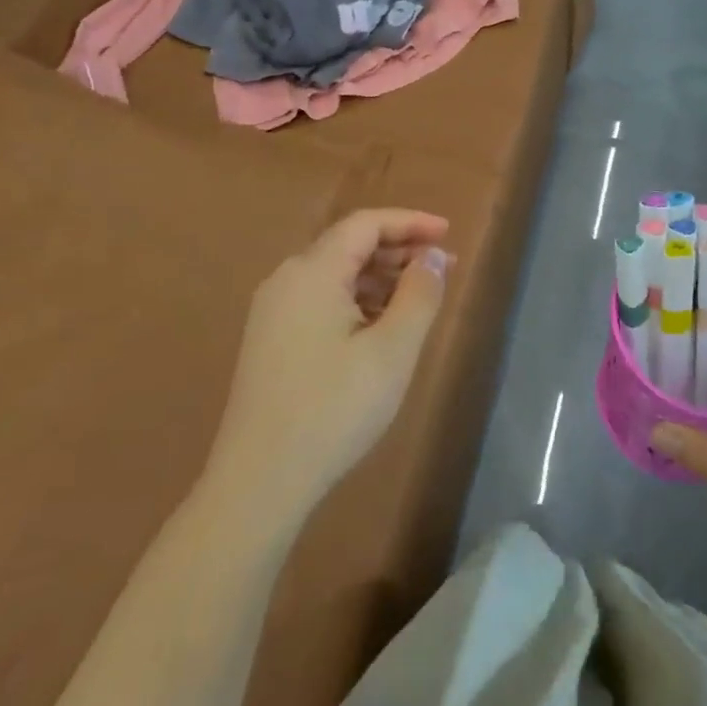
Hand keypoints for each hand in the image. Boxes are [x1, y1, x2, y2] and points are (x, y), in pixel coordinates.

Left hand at [211, 209, 452, 511]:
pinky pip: (320, 300)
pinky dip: (356, 300)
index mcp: (312, 272)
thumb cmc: (334, 409)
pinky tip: (380, 326)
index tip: (448, 234)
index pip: (366, 224)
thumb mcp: (392, 350)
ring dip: (379, 277)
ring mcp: (273, 311)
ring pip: (334, 274)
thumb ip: (420, 294)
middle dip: (398, 250)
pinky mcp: (270, 340)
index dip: (410, 222)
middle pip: (348, 245)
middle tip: (442, 268)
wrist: (259, 483)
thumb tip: (433, 256)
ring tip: (419, 298)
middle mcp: (286, 280)